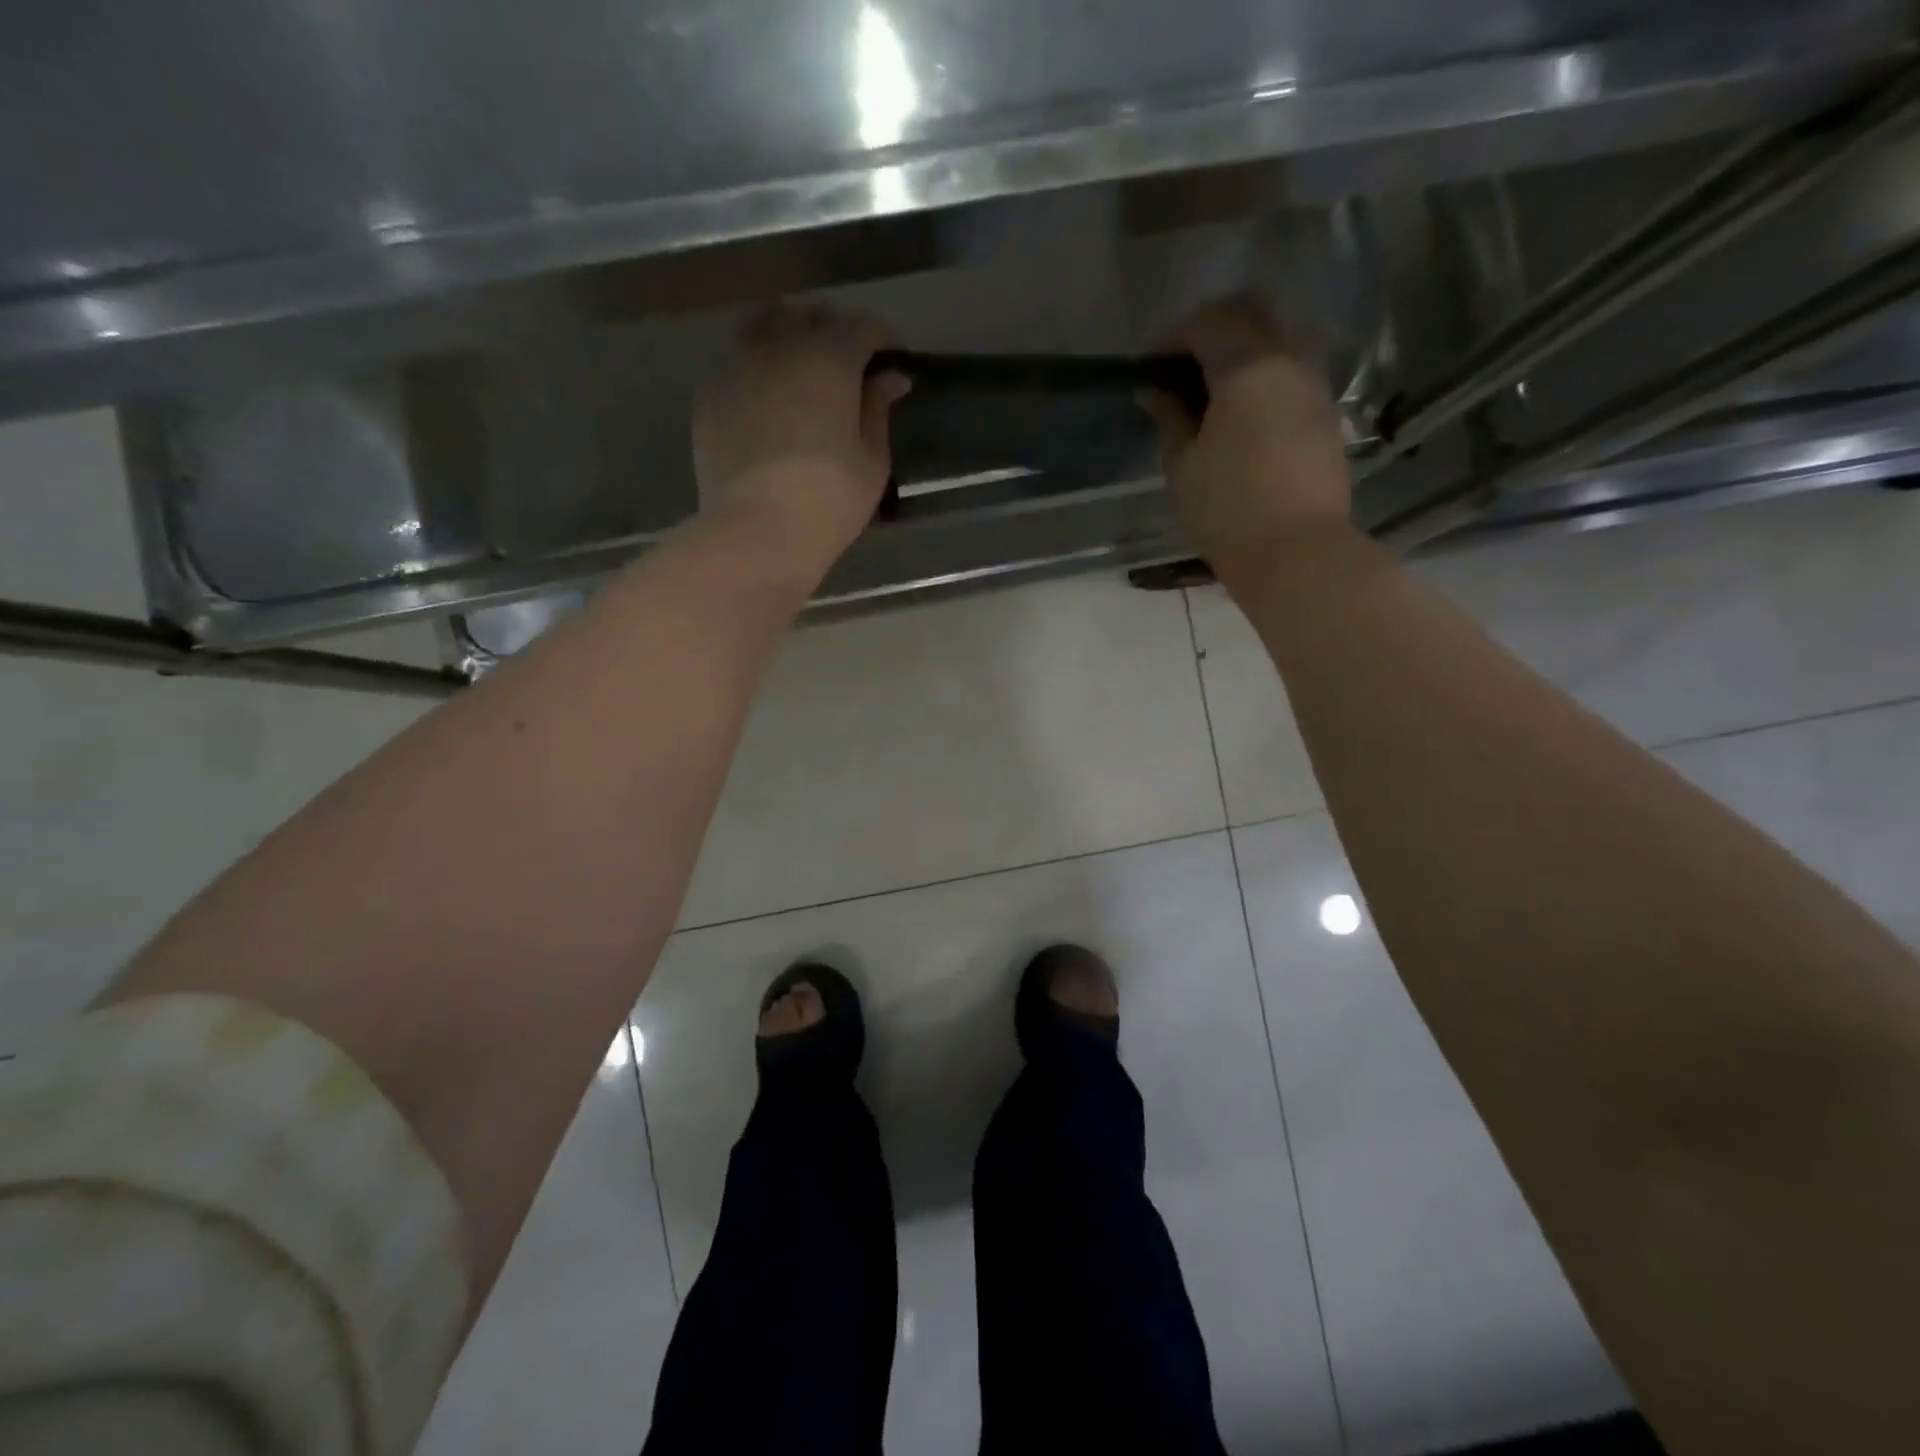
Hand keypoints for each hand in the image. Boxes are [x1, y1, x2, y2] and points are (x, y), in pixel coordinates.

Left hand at [693, 303, 909, 576]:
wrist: (757, 530)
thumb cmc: (829, 499)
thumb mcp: (872, 460)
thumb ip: (879, 410)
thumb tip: (890, 377)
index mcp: (830, 358)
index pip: (863, 326)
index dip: (882, 340)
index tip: (892, 363)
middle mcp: (780, 347)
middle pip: (810, 317)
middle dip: (833, 333)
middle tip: (848, 370)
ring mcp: (737, 367)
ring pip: (764, 329)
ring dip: (787, 340)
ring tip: (799, 375)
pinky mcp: (709, 396)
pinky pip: (736, 366)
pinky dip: (756, 374)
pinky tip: (765, 406)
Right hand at [1143, 295, 1352, 585]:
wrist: (1296, 552)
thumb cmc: (1227, 511)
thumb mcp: (1183, 466)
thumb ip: (1170, 419)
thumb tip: (1156, 392)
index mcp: (1247, 368)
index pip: (1208, 324)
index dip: (1174, 337)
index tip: (1151, 363)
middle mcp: (1288, 361)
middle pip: (1254, 313)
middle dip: (1214, 326)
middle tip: (1184, 363)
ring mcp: (1314, 386)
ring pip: (1282, 336)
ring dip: (1246, 346)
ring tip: (1215, 387)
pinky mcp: (1326, 414)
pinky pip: (1295, 369)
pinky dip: (1267, 372)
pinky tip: (1244, 409)